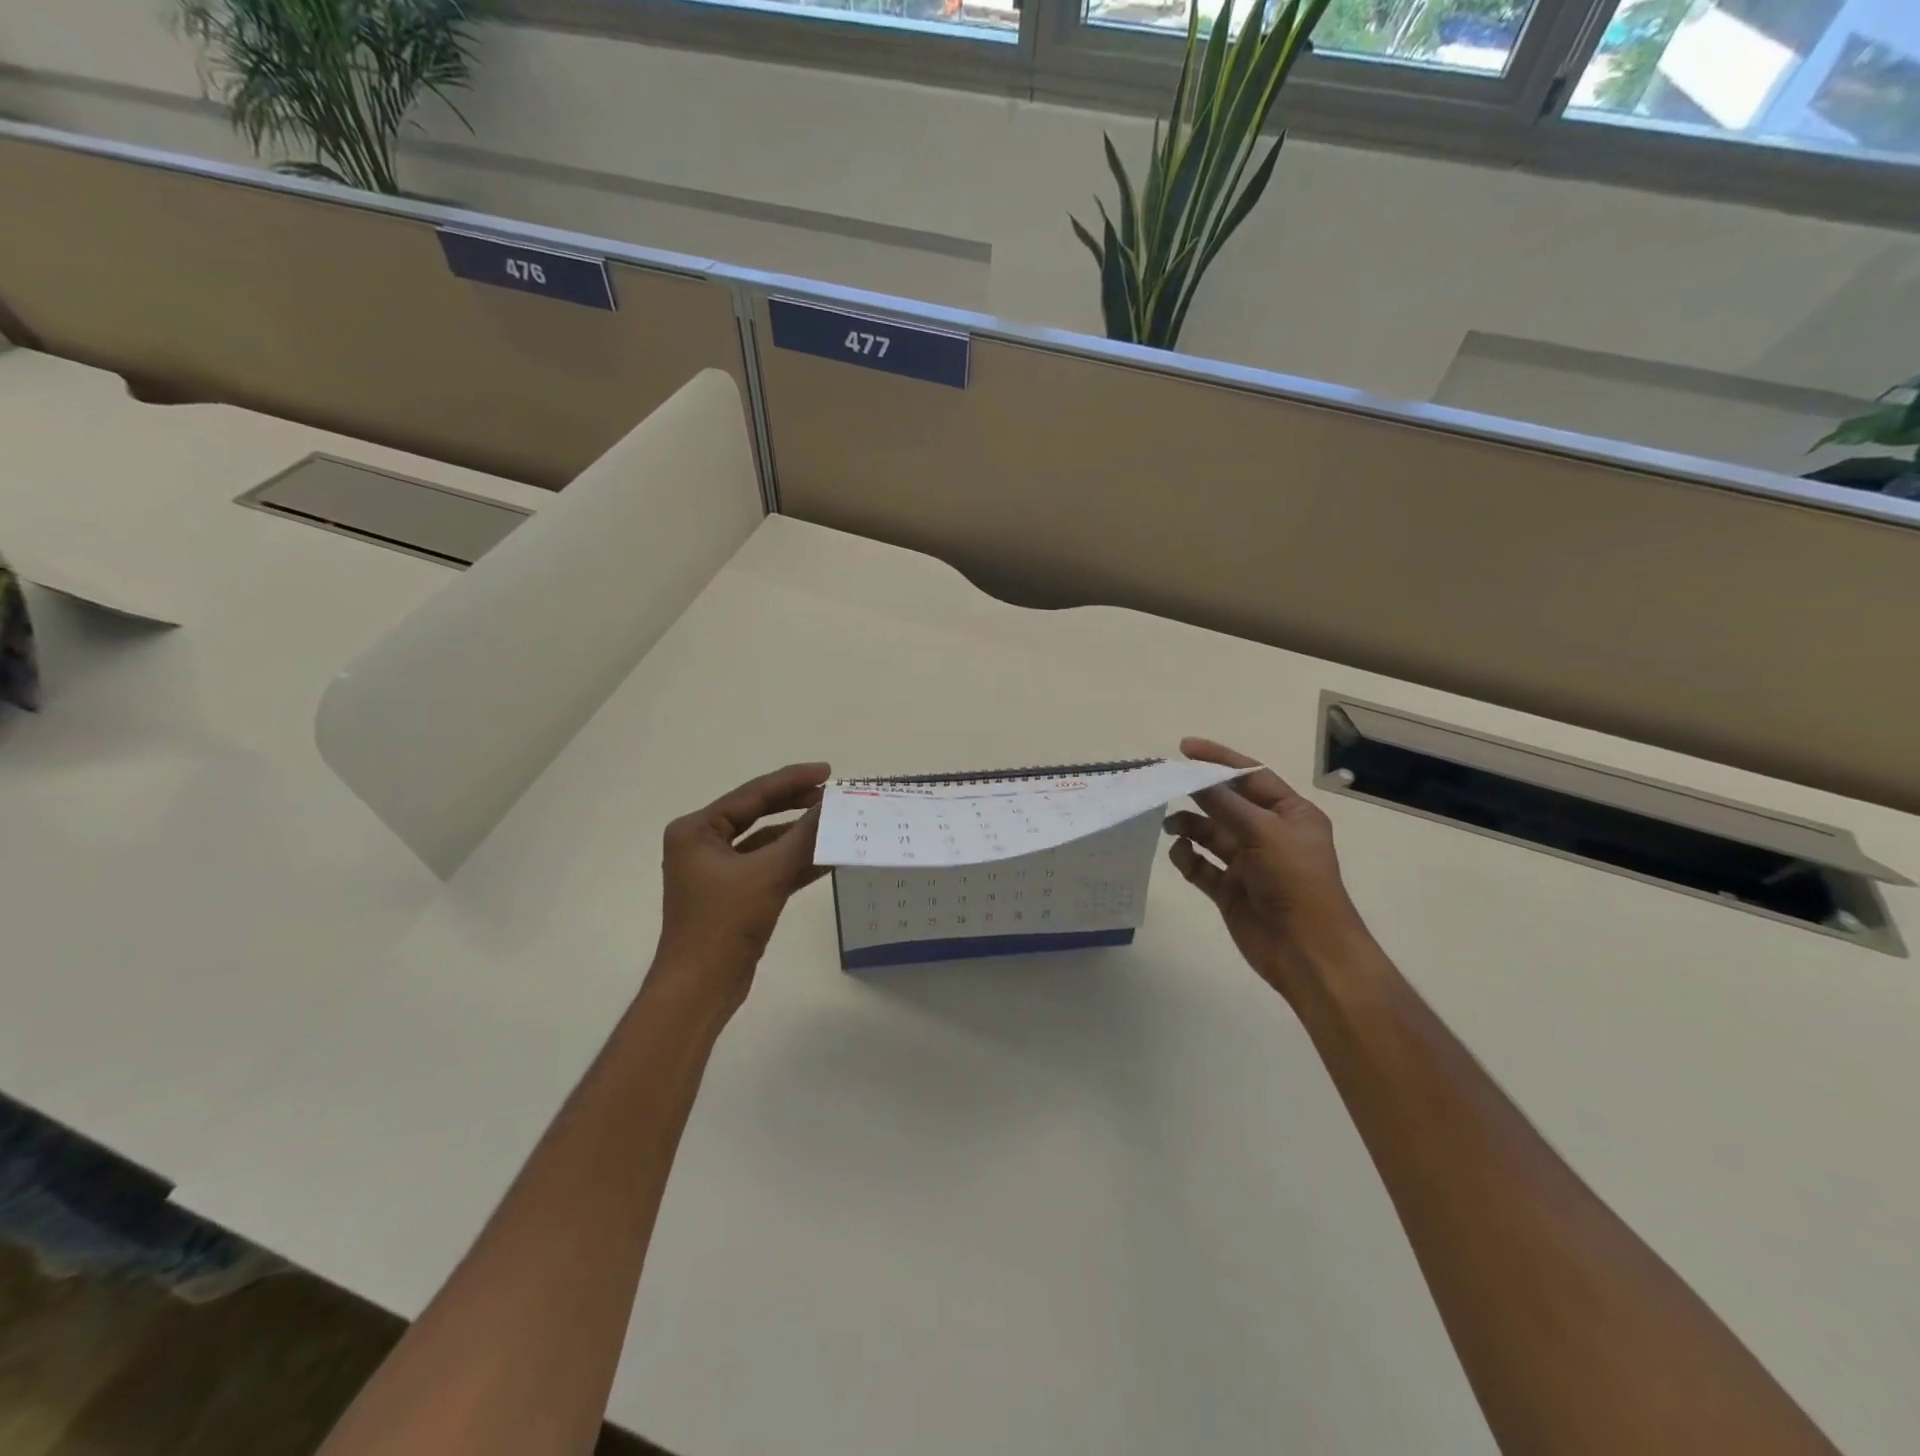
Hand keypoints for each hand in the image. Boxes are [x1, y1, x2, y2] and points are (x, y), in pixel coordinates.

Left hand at [649, 762, 831, 1017]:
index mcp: (697, 830)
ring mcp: (718, 871)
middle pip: (758, 814)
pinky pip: (769, 867)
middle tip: (833, 794)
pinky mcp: (734, 894)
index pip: (752, 794)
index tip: (827, 771)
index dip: (792, 780)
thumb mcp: (768, 874)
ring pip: (767, 843)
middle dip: (797, 805)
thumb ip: (803, 837)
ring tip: (837, 823)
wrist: (701, 987)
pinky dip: (796, 862)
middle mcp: (703, 844)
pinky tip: (828, 857)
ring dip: (800, 836)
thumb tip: (833, 807)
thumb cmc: (725, 923)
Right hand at [1163, 738, 1374, 1003]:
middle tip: (1164, 782)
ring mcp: (1248, 863)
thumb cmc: (1295, 882)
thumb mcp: (1263, 832)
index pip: (1251, 776)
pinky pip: (1202, 866)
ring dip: (1189, 825)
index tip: (1184, 749)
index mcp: (1291, 814)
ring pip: (1210, 834)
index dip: (1219, 760)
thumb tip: (1193, 778)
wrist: (1307, 951)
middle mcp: (1269, 834)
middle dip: (1198, 793)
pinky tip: (1180, 854)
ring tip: (1169, 825)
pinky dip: (1188, 858)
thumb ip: (1224, 803)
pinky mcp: (1230, 890)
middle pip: (1227, 803)